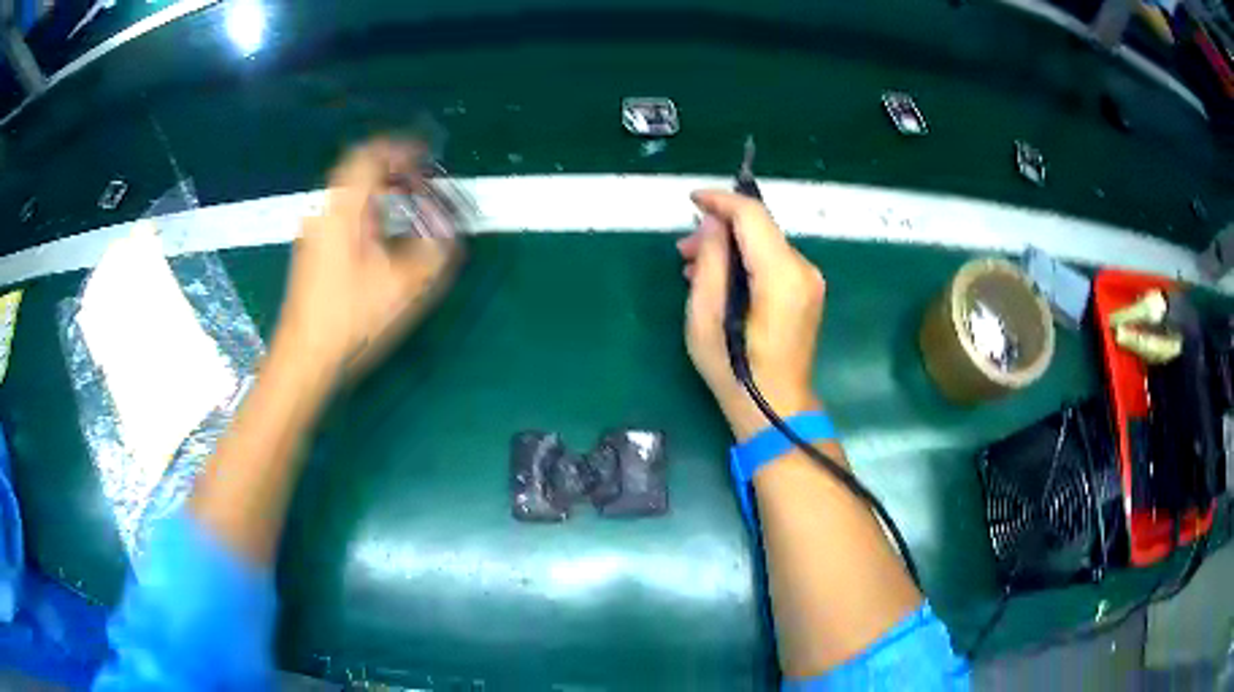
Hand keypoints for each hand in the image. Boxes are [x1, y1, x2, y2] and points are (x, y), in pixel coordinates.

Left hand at [276, 138, 462, 376]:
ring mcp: (314, 226)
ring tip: (407, 197)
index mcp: (344, 208)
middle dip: (393, 163)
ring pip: (348, 185)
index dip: (404, 148)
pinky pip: (342, 206)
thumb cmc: (352, 319)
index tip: (429, 157)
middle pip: (357, 164)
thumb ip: (435, 248)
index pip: (373, 155)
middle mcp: (325, 208)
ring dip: (379, 183)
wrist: (306, 356)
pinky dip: (367, 202)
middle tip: (420, 176)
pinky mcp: (313, 245)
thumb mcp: (405, 285)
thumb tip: (447, 228)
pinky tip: (382, 226)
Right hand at [677, 190, 824, 439]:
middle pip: (759, 228)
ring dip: (730, 247)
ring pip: (765, 243)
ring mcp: (809, 281)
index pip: (753, 216)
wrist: (776, 408)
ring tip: (695, 267)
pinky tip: (720, 280)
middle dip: (720, 229)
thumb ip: (711, 262)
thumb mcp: (706, 317)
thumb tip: (715, 224)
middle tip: (684, 251)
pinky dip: (746, 261)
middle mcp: (803, 270)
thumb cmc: (735, 370)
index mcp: (781, 275)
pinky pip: (773, 261)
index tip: (691, 201)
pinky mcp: (807, 292)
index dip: (721, 201)